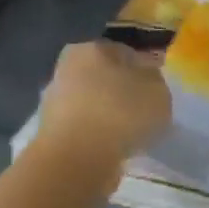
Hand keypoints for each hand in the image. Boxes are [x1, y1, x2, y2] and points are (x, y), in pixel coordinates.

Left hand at [34, 41, 171, 175]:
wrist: (77, 159)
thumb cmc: (120, 113)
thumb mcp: (158, 92)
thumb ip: (155, 82)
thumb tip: (147, 81)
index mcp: (91, 48)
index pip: (125, 53)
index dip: (145, 71)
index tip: (158, 92)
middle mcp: (66, 68)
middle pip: (105, 78)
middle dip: (124, 93)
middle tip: (146, 113)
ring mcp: (54, 101)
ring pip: (93, 104)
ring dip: (110, 116)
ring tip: (132, 135)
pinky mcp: (50, 132)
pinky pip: (85, 128)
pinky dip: (99, 136)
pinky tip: (114, 148)